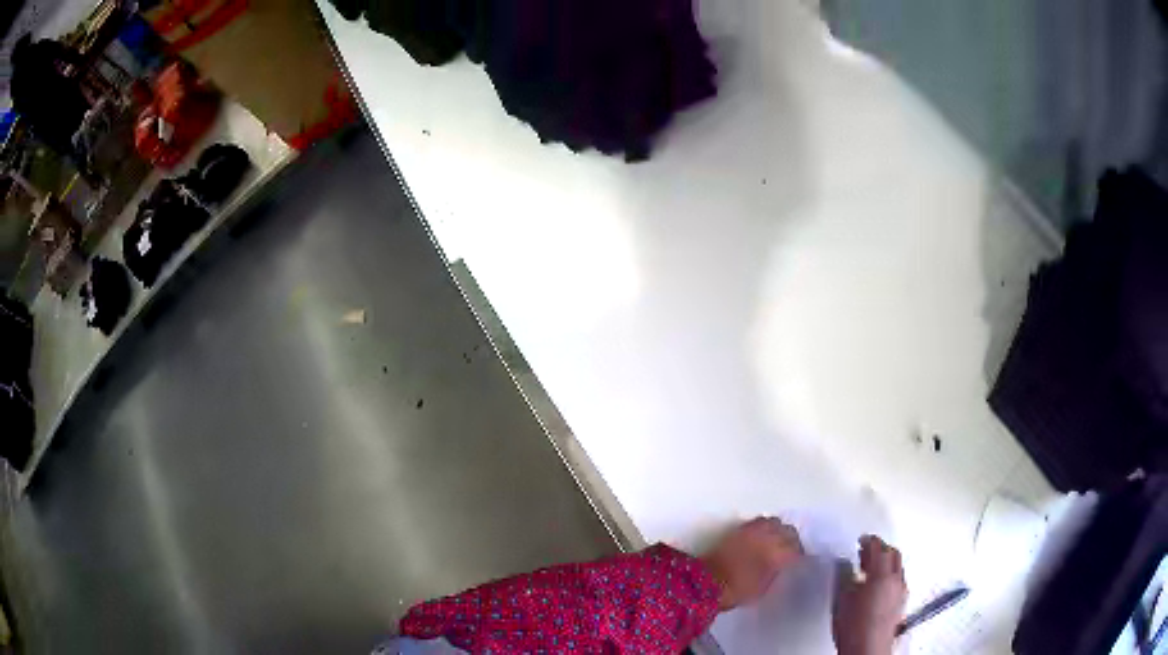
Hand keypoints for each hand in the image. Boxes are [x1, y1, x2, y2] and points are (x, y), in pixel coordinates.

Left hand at [700, 517, 803, 610]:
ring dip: (778, 530)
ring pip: (774, 522)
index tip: (798, 559)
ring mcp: (753, 530)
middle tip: (790, 549)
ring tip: (776, 540)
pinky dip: (763, 527)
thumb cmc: (737, 591)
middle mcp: (768, 537)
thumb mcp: (763, 588)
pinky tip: (761, 537)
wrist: (705, 583)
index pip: (797, 548)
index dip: (799, 554)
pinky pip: (758, 522)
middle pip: (788, 531)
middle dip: (791, 539)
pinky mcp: (738, 529)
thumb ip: (776, 572)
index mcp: (778, 554)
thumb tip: (781, 565)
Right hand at [833, 535, 908, 654]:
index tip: (862, 539)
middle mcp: (896, 580)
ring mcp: (901, 592)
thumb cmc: (855, 629)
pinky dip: (890, 576)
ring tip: (871, 567)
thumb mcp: (841, 599)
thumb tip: (844, 564)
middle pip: (893, 554)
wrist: (867, 649)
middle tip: (867, 550)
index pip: (879, 547)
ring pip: (898, 567)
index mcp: (882, 574)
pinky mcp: (901, 603)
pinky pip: (899, 580)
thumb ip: (844, 576)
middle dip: (881, 549)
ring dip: (886, 562)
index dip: (869, 540)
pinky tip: (879, 585)